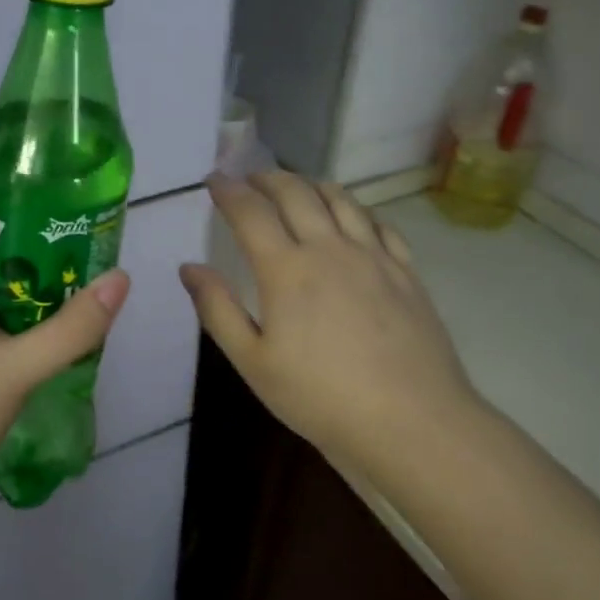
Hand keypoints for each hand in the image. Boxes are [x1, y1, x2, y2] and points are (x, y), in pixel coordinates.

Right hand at [180, 172, 479, 469]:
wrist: (411, 421)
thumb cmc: (320, 397)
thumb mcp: (253, 362)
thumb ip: (217, 309)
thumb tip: (189, 267)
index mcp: (286, 269)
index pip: (250, 212)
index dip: (228, 190)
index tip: (213, 179)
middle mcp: (329, 248)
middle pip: (295, 193)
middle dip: (267, 178)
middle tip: (250, 178)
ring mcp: (373, 256)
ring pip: (340, 199)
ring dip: (311, 184)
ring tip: (296, 187)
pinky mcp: (405, 271)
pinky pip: (379, 223)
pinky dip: (356, 209)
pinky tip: (352, 217)